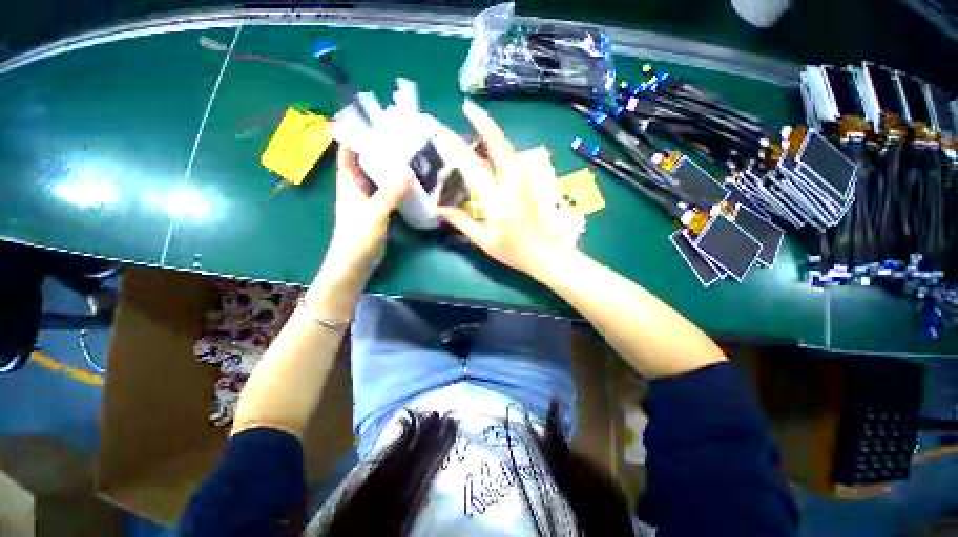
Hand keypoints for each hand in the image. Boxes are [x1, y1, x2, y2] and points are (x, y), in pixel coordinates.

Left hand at [320, 147, 410, 286]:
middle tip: (399, 136)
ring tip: (407, 155)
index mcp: (349, 183)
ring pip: (377, 177)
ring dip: (388, 167)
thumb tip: (408, 170)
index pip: (348, 152)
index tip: (372, 121)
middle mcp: (356, 187)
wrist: (354, 263)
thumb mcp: (374, 212)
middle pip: (365, 162)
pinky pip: (386, 192)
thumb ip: (390, 192)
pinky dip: (395, 185)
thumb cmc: (358, 237)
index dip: (355, 135)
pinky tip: (409, 182)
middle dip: (378, 148)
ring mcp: (367, 200)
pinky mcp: (377, 211)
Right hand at [436, 100, 572, 276]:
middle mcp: (511, 181)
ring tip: (477, 125)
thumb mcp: (483, 239)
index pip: (471, 164)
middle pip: (498, 143)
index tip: (441, 131)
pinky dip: (502, 148)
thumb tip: (438, 209)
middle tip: (467, 107)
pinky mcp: (531, 183)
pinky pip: (514, 159)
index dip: (454, 145)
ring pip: (508, 148)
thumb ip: (460, 221)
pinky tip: (493, 151)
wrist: (545, 254)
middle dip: (482, 122)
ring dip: (492, 133)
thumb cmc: (512, 251)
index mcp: (496, 197)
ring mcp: (524, 180)